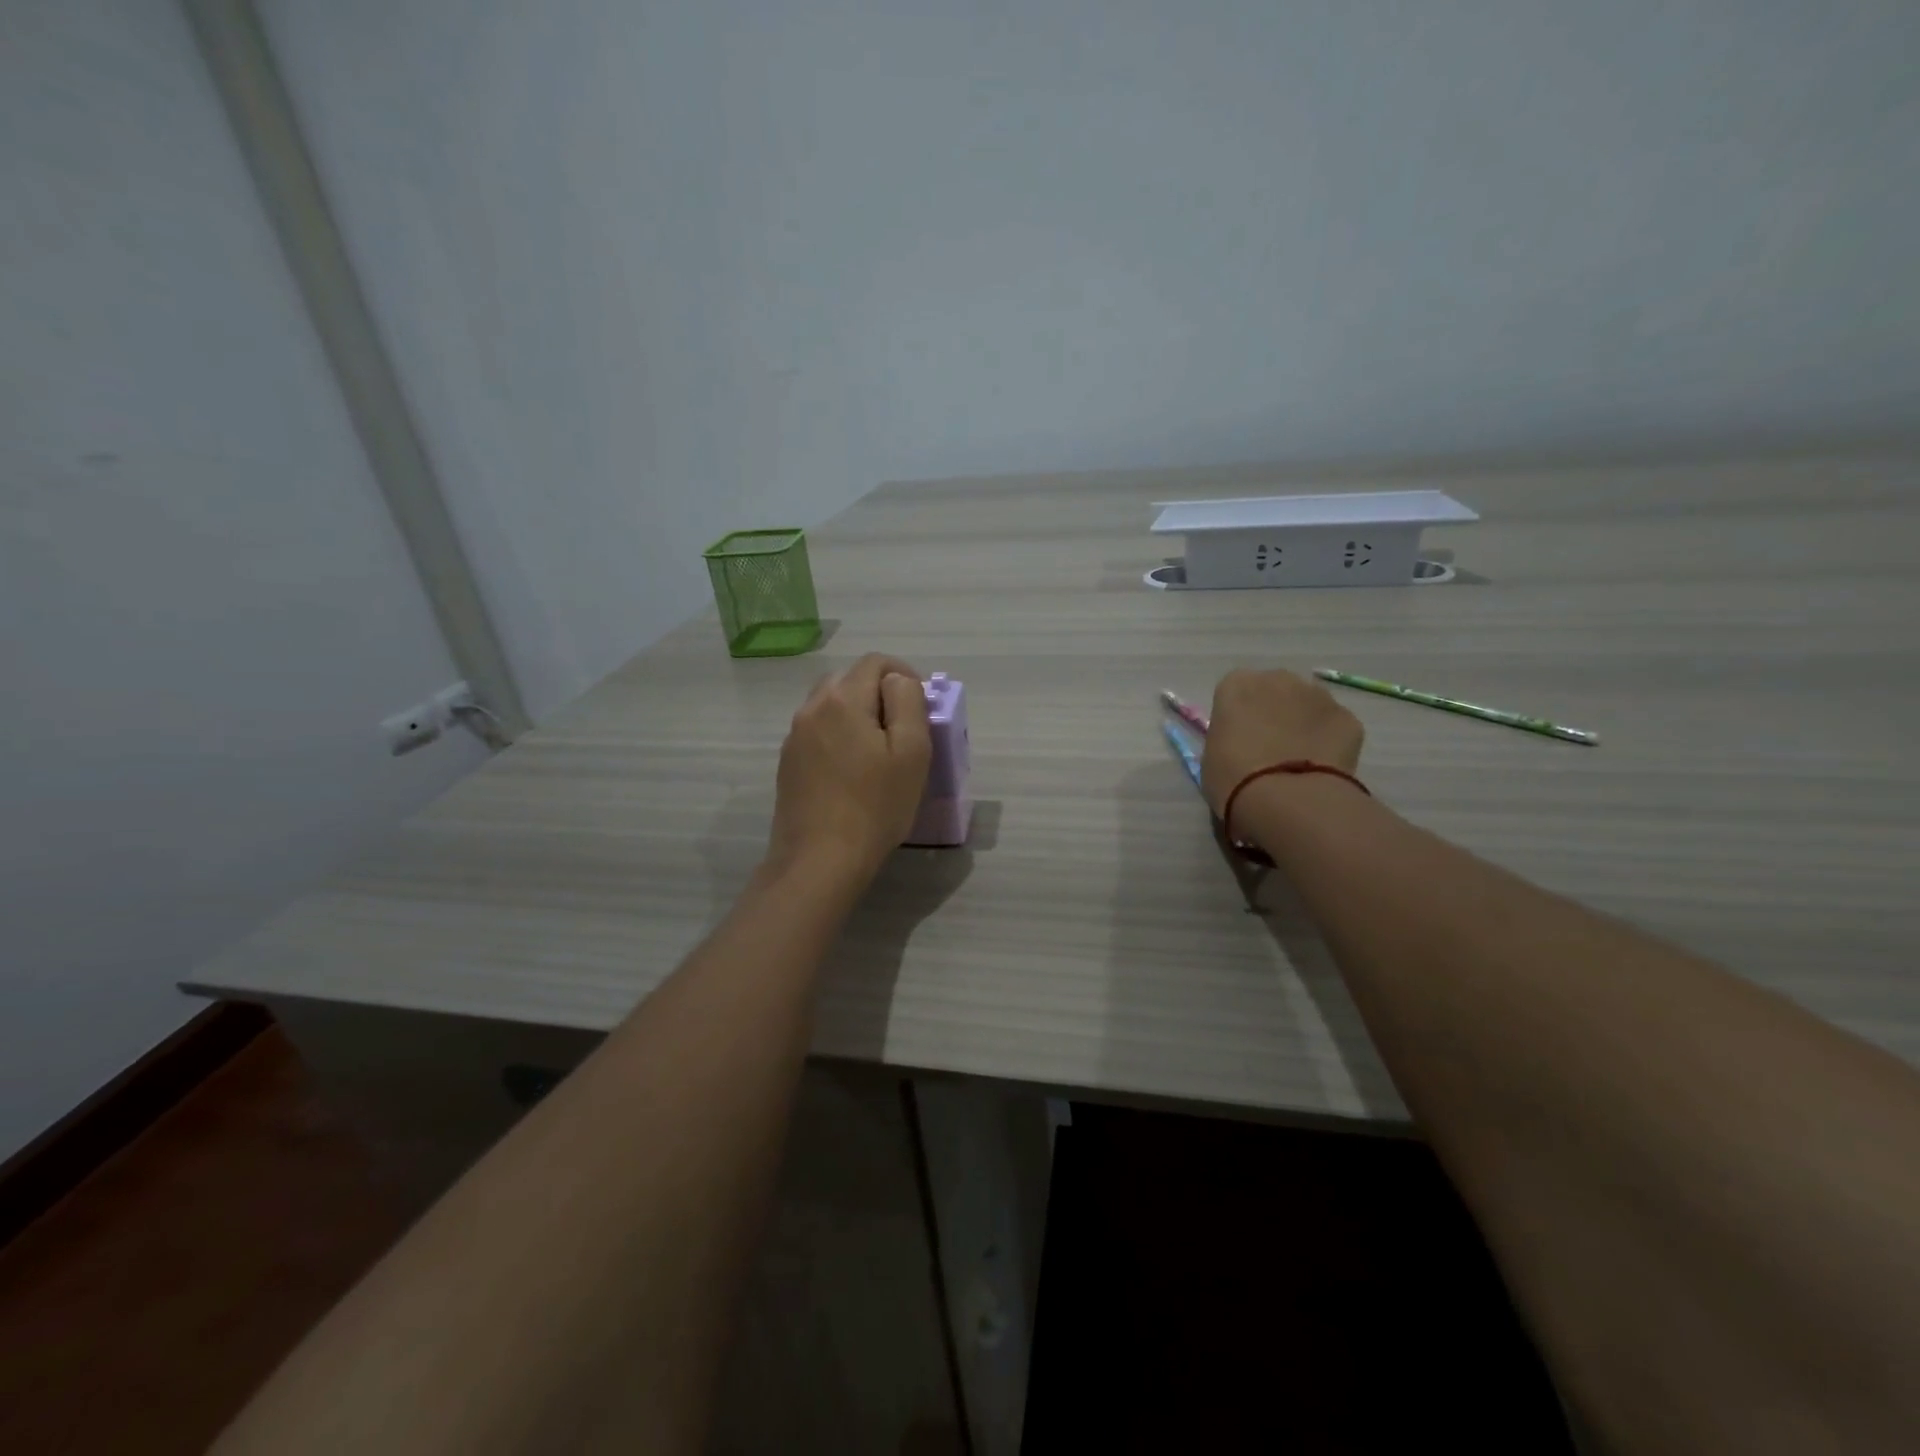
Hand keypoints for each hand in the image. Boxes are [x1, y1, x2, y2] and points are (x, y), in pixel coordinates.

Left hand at [766, 654, 931, 888]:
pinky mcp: (788, 763)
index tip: (921, 705)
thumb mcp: (911, 751)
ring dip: (858, 714)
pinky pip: (818, 732)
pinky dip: (839, 735)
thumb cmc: (875, 806)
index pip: (876, 661)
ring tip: (879, 750)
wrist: (819, 860)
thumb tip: (898, 682)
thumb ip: (908, 702)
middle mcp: (811, 708)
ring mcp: (794, 736)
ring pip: (831, 705)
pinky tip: (853, 771)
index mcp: (842, 699)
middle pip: (849, 679)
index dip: (904, 674)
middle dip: (879, 693)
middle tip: (903, 727)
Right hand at [1200, 668, 1363, 814]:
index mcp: (1237, 685)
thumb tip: (1243, 742)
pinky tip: (1322, 769)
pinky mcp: (1348, 717)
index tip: (1239, 741)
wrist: (1286, 798)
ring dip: (1303, 725)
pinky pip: (1334, 727)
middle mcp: (1278, 679)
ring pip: (1308, 705)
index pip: (1235, 692)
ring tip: (1298, 761)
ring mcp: (1318, 695)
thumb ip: (1228, 737)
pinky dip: (1329, 742)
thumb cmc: (1233, 777)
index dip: (1238, 717)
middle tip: (1269, 749)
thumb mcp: (1212, 756)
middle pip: (1275, 691)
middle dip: (1273, 713)